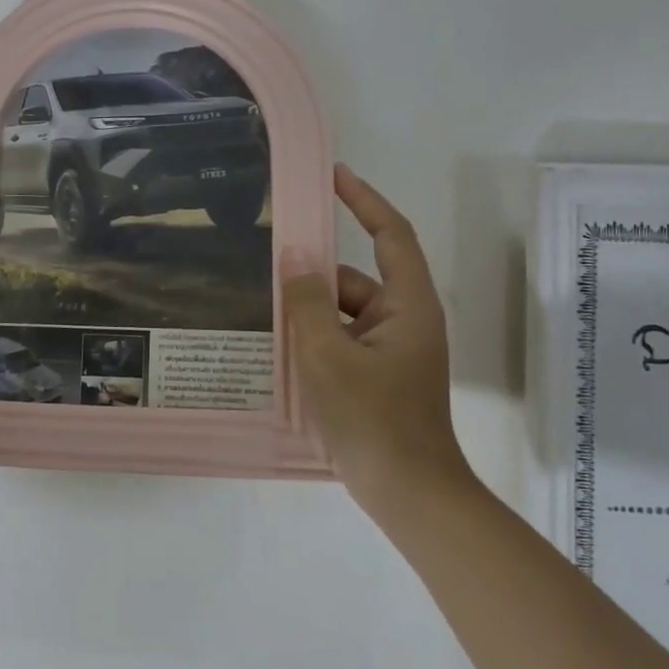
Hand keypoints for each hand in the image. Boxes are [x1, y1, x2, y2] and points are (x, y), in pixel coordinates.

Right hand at [281, 165, 469, 501]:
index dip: (365, 200)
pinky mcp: (377, 375)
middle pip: (356, 279)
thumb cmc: (373, 420)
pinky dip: (314, 339)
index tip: (334, 175)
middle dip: (314, 274)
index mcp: (408, 306)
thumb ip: (308, 303)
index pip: (391, 235)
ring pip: (343, 313)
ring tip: (260, 309)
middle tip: (265, 263)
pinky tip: (277, 348)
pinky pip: (341, 340)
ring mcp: (391, 351)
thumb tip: (296, 258)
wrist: (408, 493)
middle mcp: (404, 320)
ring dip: (309, 312)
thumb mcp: (329, 356)